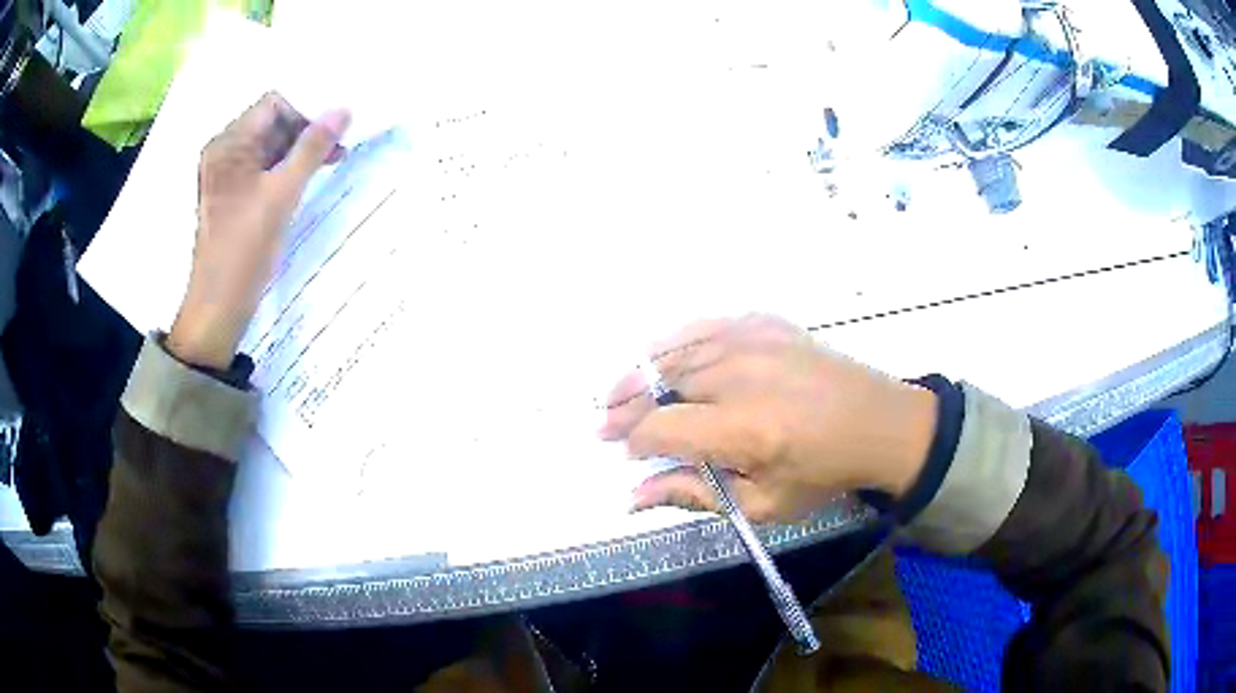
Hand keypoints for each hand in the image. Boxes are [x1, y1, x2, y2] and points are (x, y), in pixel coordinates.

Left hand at [167, 93, 350, 368]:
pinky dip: (285, 169)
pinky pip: (261, 168)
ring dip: (298, 151)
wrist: (217, 307)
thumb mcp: (282, 194)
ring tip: (330, 162)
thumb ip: (313, 148)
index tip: (334, 129)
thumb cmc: (245, 249)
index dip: (306, 110)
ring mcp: (226, 175)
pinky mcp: (231, 196)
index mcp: (228, 144)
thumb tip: (343, 109)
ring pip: (268, 147)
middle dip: (305, 131)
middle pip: (271, 123)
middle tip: (338, 147)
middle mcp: (223, 152)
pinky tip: (306, 179)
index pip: (273, 104)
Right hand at [599, 314, 937, 522]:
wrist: (879, 423)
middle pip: (661, 384)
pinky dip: (676, 340)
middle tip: (603, 421)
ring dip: (640, 372)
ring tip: (618, 390)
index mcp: (743, 429)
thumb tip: (634, 496)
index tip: (625, 452)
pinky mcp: (765, 324)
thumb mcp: (764, 503)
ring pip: (676, 351)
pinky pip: (706, 325)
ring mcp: (753, 342)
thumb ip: (695, 495)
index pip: (662, 428)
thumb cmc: (824, 473)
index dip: (634, 441)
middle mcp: (740, 377)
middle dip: (625, 405)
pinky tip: (660, 354)